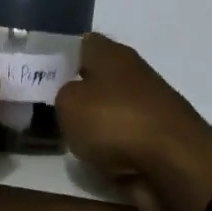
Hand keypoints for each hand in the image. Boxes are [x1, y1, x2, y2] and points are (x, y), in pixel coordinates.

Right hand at [56, 33, 211, 210]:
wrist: (175, 167)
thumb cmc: (116, 122)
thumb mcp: (68, 103)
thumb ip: (59, 94)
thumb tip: (67, 96)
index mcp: (112, 54)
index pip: (80, 43)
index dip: (58, 55)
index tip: (36, 73)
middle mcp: (131, 75)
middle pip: (94, 78)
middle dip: (71, 91)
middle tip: (40, 106)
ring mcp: (146, 109)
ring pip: (106, 110)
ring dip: (89, 123)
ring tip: (59, 136)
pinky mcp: (154, 142)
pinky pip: (119, 140)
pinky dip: (107, 149)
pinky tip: (89, 158)